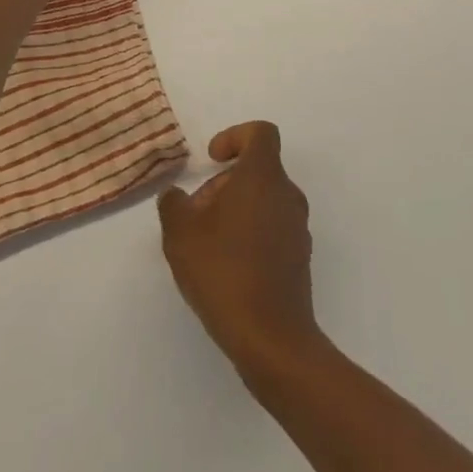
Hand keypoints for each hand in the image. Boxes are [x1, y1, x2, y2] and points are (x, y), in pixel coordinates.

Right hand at [159, 122, 321, 383]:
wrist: (271, 338)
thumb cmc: (223, 270)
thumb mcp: (180, 233)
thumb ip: (173, 204)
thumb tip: (177, 197)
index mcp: (263, 177)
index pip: (261, 133)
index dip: (234, 136)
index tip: (212, 159)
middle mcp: (287, 195)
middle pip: (257, 171)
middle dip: (223, 184)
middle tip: (195, 214)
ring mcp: (298, 229)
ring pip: (263, 201)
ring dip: (235, 211)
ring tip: (205, 244)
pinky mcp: (299, 259)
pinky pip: (272, 230)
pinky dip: (249, 235)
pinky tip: (226, 268)